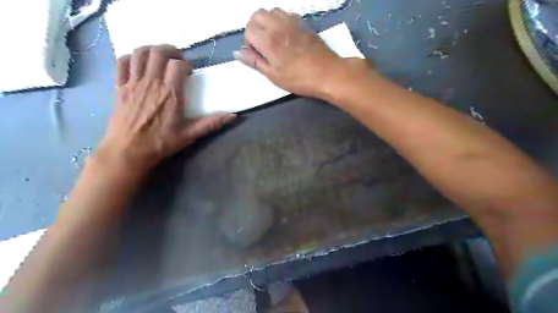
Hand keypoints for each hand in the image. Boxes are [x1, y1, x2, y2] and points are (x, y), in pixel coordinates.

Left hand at [97, 44, 233, 174]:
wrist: (128, 151)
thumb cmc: (161, 143)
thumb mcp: (190, 135)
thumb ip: (211, 123)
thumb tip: (233, 116)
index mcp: (170, 94)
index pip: (178, 65)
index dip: (186, 64)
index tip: (190, 72)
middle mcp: (152, 83)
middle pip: (159, 53)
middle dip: (170, 50)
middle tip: (177, 58)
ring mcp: (133, 83)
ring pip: (140, 53)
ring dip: (151, 49)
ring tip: (159, 57)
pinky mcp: (119, 87)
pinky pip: (122, 63)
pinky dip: (131, 57)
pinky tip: (138, 62)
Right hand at [233, 8, 366, 98]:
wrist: (327, 73)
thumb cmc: (299, 79)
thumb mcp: (274, 76)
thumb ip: (255, 62)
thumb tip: (237, 53)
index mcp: (268, 40)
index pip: (248, 29)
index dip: (249, 42)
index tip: (257, 54)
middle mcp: (278, 25)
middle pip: (257, 15)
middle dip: (254, 28)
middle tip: (262, 46)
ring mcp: (292, 21)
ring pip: (271, 11)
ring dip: (267, 22)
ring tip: (273, 40)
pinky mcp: (303, 22)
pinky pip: (285, 13)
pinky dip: (280, 20)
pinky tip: (286, 36)